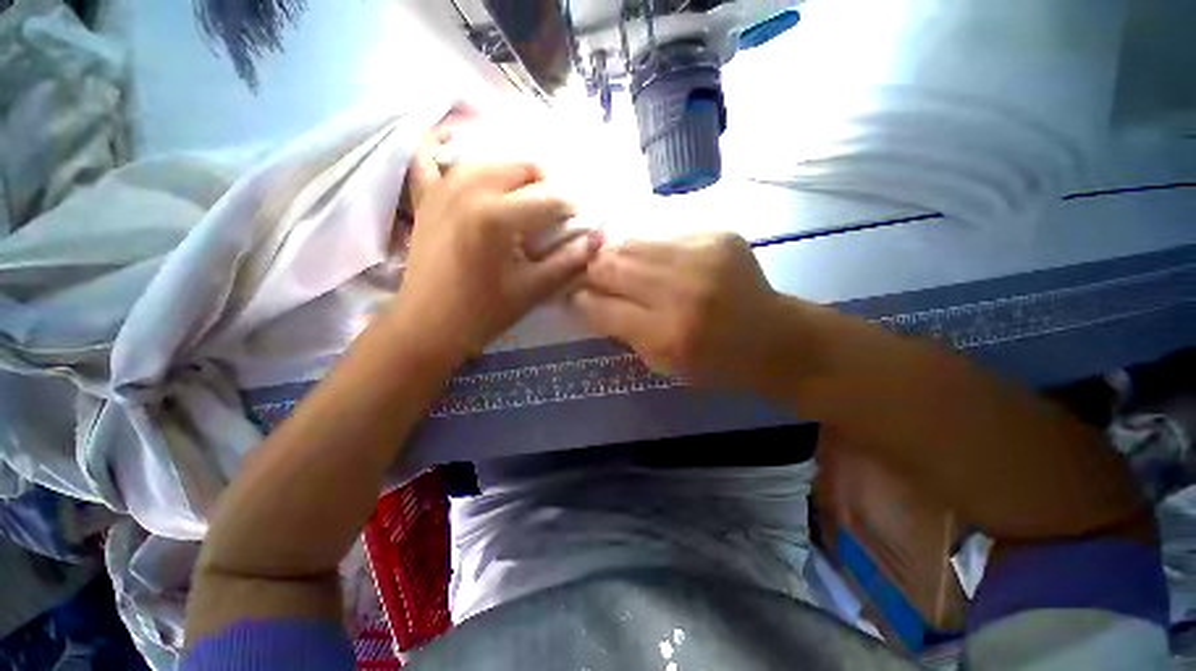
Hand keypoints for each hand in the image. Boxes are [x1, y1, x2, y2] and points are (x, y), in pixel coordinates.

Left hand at [397, 146, 601, 357]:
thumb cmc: (483, 313)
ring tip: (526, 196)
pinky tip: (459, 144)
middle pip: (523, 167)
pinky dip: (444, 145)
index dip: (574, 207)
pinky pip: (429, 155)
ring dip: (514, 172)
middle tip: (555, 212)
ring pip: (490, 158)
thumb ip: (568, 262)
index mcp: (497, 217)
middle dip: (547, 185)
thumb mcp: (532, 291)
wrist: (427, 326)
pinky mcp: (424, 195)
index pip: (550, 199)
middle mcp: (469, 189)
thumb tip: (599, 239)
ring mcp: (441, 187)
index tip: (586, 218)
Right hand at [572, 233, 784, 387]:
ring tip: (619, 265)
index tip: (575, 297)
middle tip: (594, 278)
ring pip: (630, 241)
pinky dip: (646, 246)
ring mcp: (702, 256)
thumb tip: (583, 299)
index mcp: (667, 334)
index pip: (599, 306)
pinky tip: (652, 259)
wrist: (773, 337)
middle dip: (593, 271)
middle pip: (610, 264)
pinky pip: (659, 233)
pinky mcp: (716, 234)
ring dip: (615, 254)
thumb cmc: (714, 363)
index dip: (579, 300)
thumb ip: (620, 329)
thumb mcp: (660, 363)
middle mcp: (682, 291)